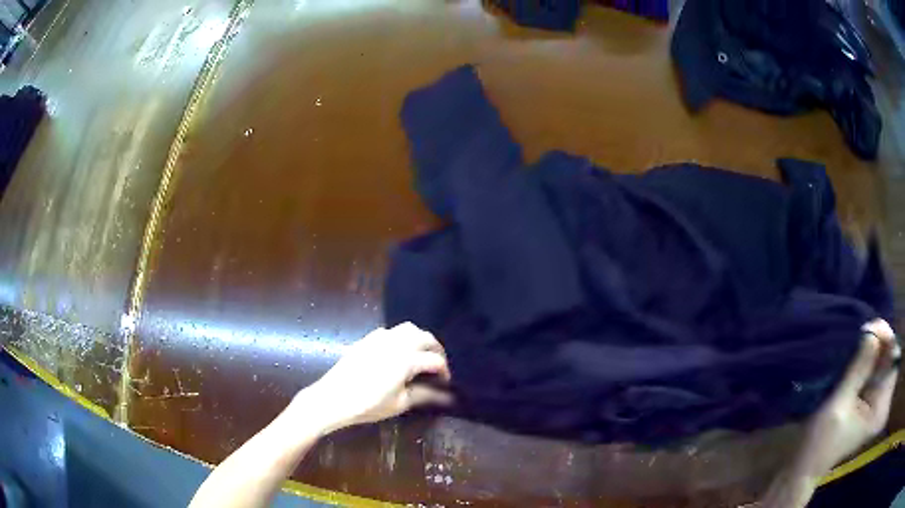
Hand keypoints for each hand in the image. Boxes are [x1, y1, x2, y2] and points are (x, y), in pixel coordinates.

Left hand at [301, 322, 452, 432]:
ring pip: (408, 328)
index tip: (446, 383)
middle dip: (436, 350)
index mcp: (407, 359)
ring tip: (421, 355)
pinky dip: (401, 337)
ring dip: (420, 339)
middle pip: (425, 337)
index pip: (435, 360)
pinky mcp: (367, 339)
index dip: (445, 372)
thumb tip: (446, 396)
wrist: (333, 397)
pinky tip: (398, 352)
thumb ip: (424, 395)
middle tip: (438, 366)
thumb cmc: (368, 404)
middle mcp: (396, 343)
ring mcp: (380, 338)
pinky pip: (390, 331)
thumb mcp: (400, 403)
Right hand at [794, 318, 899, 479]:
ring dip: (872, 347)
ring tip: (857, 340)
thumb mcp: (839, 405)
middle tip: (863, 331)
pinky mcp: (867, 398)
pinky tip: (856, 354)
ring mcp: (875, 399)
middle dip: (879, 340)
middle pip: (889, 356)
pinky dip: (867, 357)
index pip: (894, 359)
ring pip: (882, 359)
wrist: (804, 467)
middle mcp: (882, 401)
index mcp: (879, 408)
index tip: (870, 328)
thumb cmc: (821, 443)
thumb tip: (872, 331)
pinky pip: (874, 368)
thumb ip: (858, 369)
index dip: (887, 338)